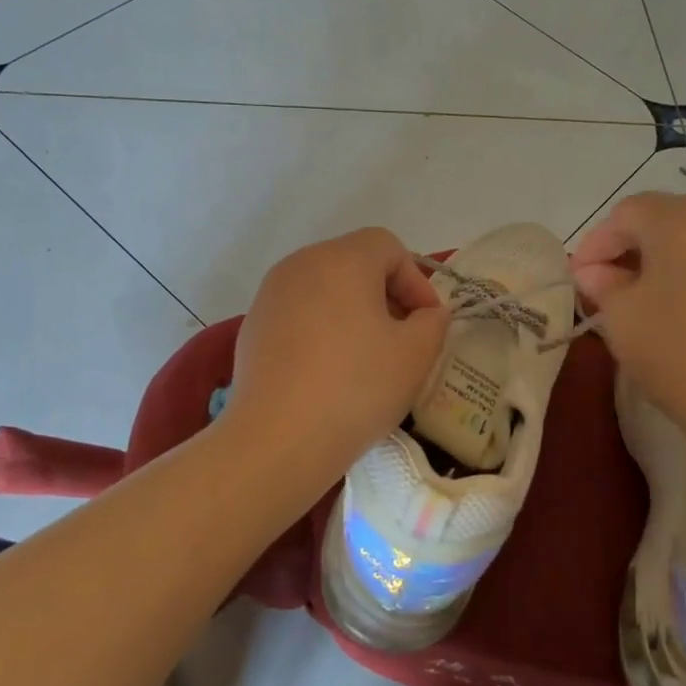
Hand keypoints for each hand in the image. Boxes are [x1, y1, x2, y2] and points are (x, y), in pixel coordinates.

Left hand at [224, 228, 448, 487]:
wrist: (277, 439)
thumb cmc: (355, 388)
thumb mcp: (415, 355)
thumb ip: (432, 322)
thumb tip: (426, 314)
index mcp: (342, 259)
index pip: (388, 247)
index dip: (416, 280)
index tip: (427, 323)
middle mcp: (301, 264)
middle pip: (354, 263)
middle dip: (385, 295)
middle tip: (402, 338)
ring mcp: (270, 295)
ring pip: (324, 289)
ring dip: (353, 312)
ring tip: (366, 357)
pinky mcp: (252, 326)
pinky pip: (299, 314)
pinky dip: (321, 330)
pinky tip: (328, 372)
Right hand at [570, 193, 685, 447]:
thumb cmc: (678, 351)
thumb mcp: (620, 318)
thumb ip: (603, 285)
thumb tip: (597, 273)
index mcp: (681, 220)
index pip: (627, 213)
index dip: (597, 242)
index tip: (581, 278)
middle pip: (672, 218)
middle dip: (639, 247)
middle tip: (617, 284)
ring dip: (680, 259)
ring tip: (664, 298)